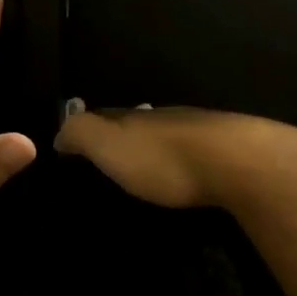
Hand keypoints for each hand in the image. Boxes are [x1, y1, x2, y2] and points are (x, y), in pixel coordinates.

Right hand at [51, 105, 296, 210]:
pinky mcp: (225, 155)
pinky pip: (191, 155)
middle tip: (106, 162)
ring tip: (142, 174)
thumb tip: (58, 132)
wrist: (238, 163)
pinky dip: (179, 164)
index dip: (86, 129)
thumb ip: (81, 133)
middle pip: (135, 124)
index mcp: (133, 116)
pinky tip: (181, 179)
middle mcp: (164, 118)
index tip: (72, 147)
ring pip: (165, 137)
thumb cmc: (164, 158)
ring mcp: (198, 133)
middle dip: (119, 138)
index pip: (102, 116)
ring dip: (152, 150)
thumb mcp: (109, 144)